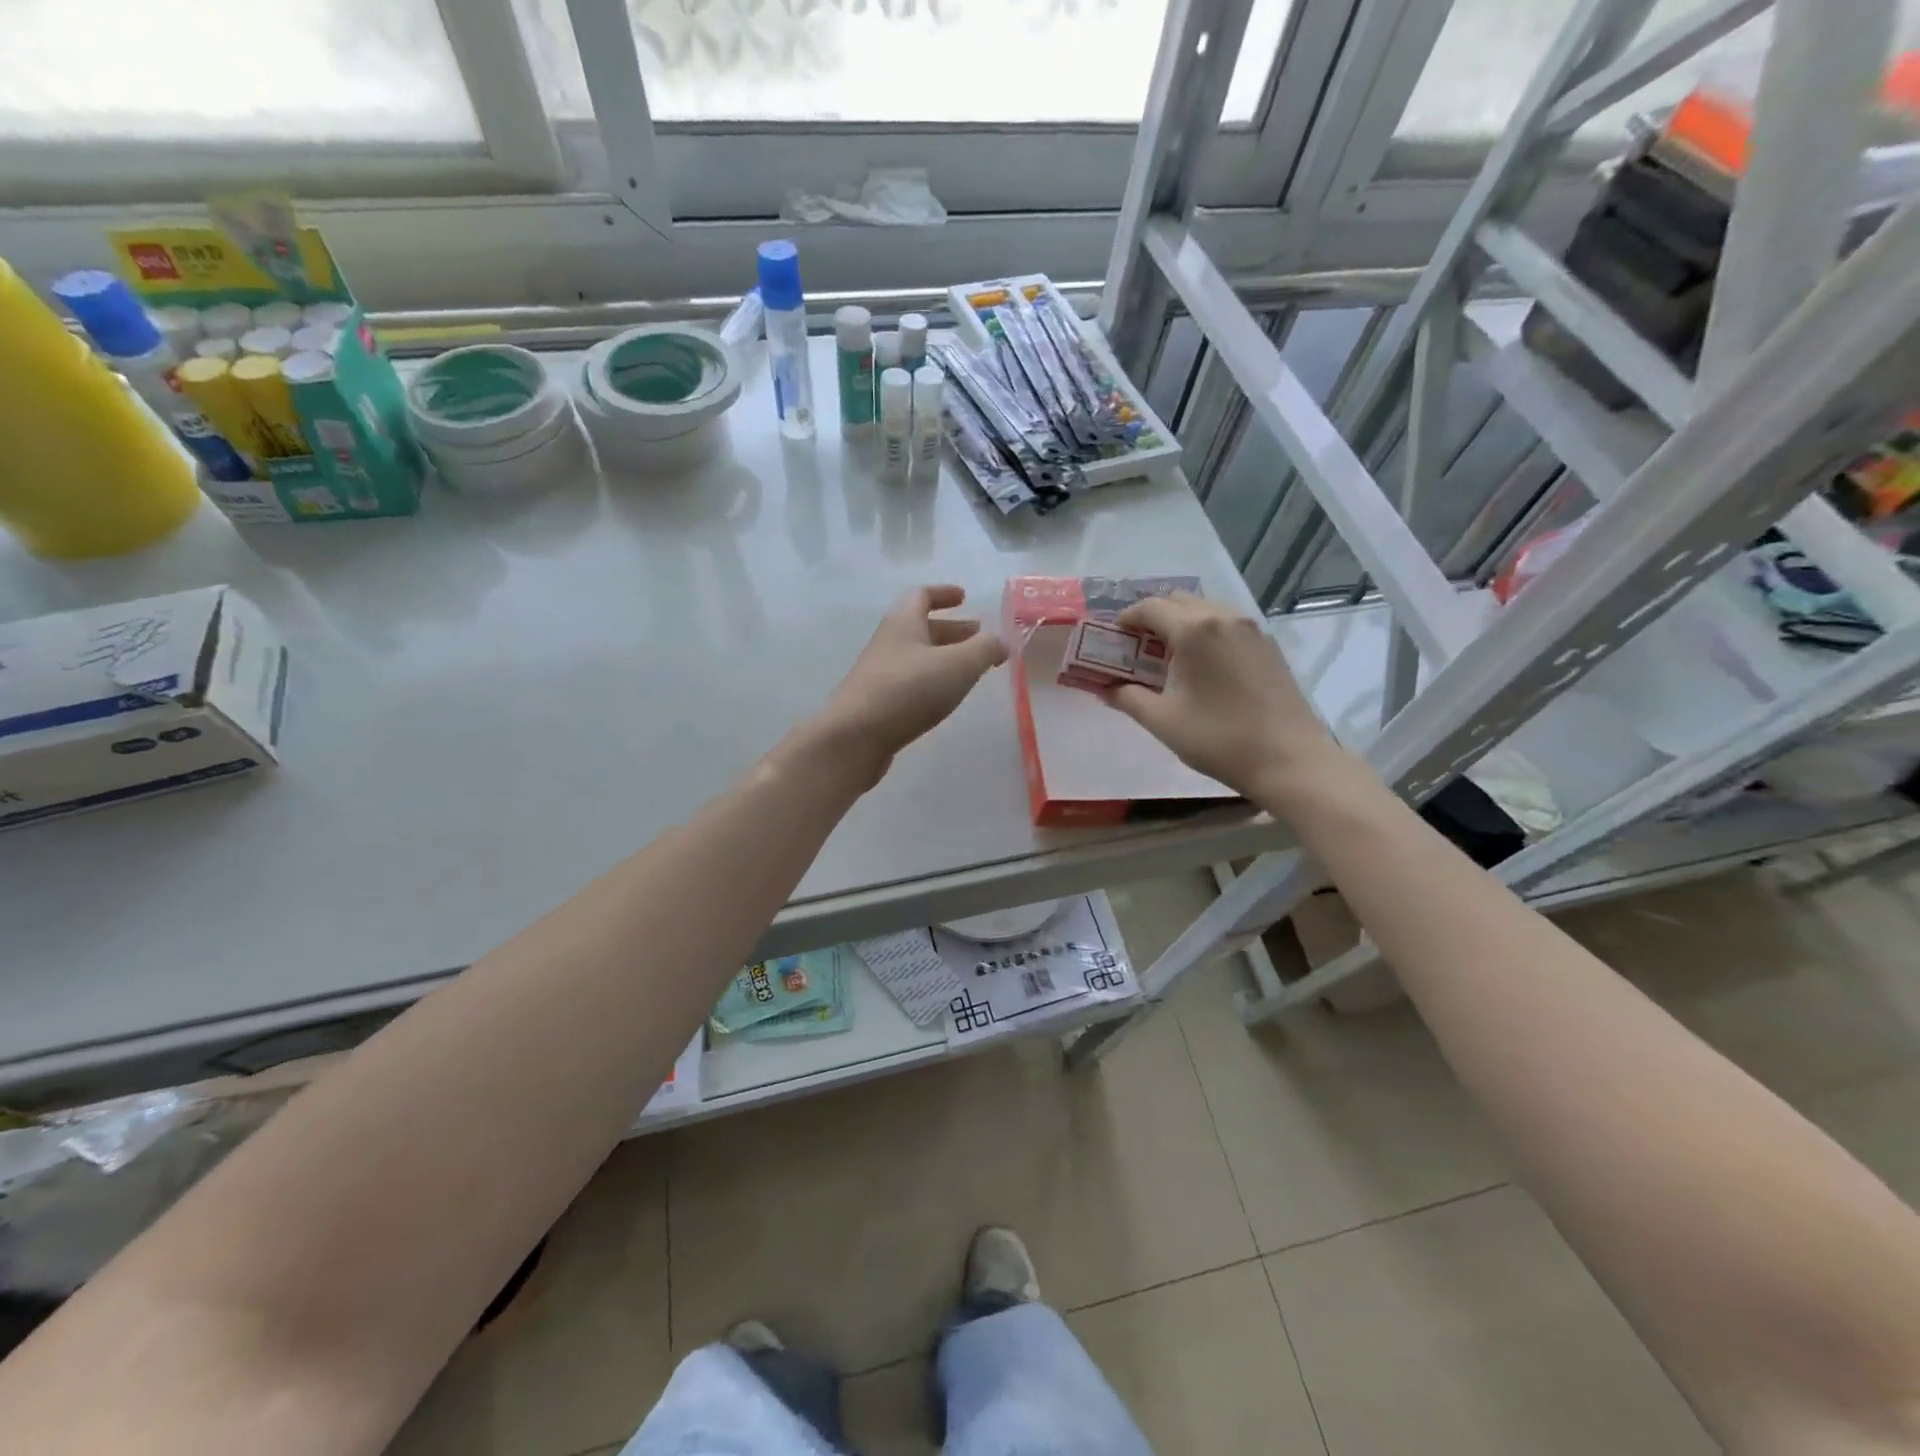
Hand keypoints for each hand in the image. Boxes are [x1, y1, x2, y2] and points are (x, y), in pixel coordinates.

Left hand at [815, 586, 1008, 780]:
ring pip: (916, 657)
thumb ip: (985, 649)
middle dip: (952, 631)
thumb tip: (1001, 642)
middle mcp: (888, 642)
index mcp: (903, 622)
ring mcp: (879, 674)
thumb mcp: (959, 665)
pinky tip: (943, 699)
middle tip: (978, 639)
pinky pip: (909, 683)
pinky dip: (931, 682)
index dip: (943, 594)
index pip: (922, 595)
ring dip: (943, 658)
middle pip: (921, 628)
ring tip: (969, 672)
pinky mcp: (877, 703)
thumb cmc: (909, 690)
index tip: (964, 597)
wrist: (854, 737)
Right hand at [1102, 593, 1344, 802]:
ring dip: (1180, 624)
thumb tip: (1104, 689)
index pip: (1150, 608)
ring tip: (1168, 659)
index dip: (1125, 620)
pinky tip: (1201, 667)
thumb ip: (1127, 698)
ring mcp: (1251, 629)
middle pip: (1178, 601)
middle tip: (1137, 650)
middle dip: (1152, 619)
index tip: (1112, 640)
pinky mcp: (1268, 645)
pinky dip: (1206, 633)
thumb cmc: (1219, 740)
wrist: (1290, 760)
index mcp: (1195, 630)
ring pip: (1205, 610)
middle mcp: (1224, 617)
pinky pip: (1227, 624)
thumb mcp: (1163, 721)